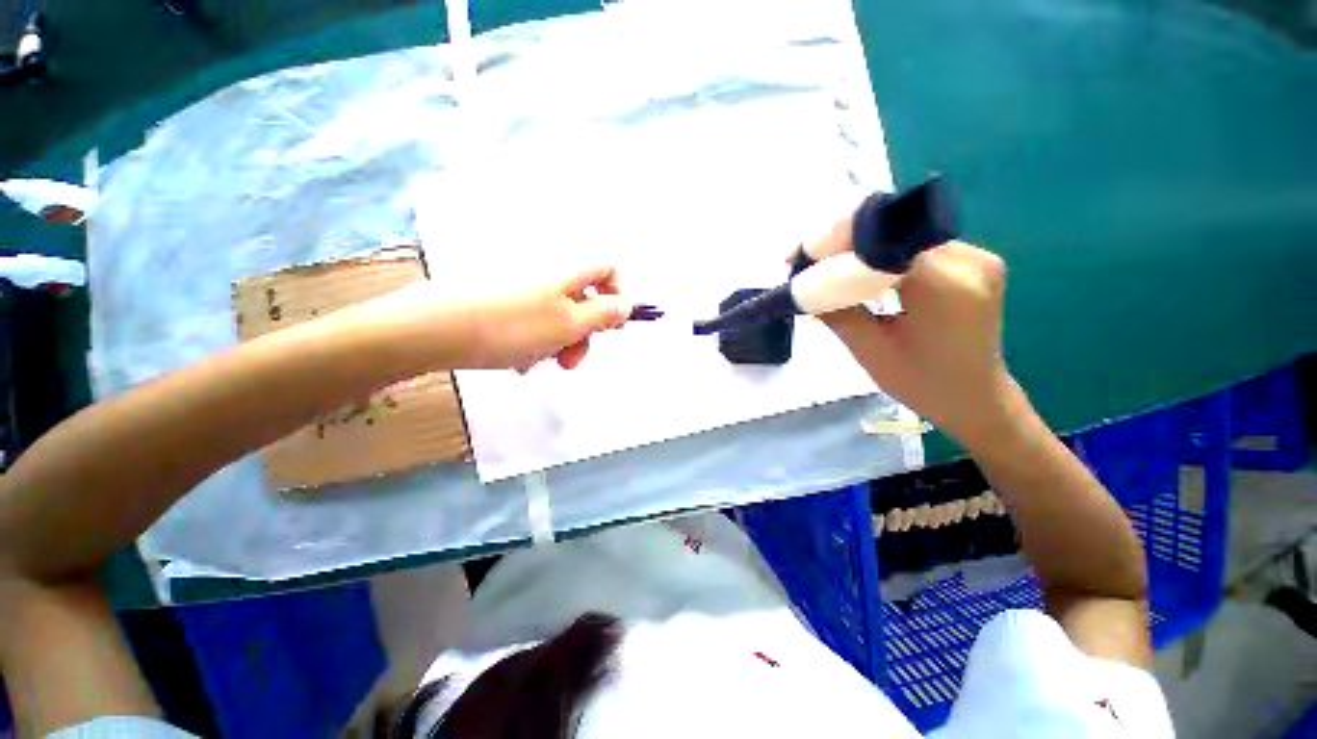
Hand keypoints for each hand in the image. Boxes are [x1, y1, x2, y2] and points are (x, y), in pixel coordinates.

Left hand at [372, 267, 632, 371]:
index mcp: (566, 271)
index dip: (618, 295)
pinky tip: (517, 360)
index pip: (608, 269)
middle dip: (583, 333)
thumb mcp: (569, 324)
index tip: (612, 328)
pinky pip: (530, 321)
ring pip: (556, 315)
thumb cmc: (512, 327)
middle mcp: (546, 273)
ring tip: (536, 363)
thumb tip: (625, 305)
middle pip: (582, 299)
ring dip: (557, 343)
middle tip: (570, 361)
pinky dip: (532, 342)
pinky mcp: (498, 301)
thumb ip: (603, 315)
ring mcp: (519, 286)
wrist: (432, 329)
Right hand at [817, 236, 1020, 448]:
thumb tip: (801, 284)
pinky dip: (881, 256)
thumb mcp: (869, 351)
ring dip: (860, 249)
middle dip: (842, 243)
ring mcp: (976, 257)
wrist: (975, 398)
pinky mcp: (973, 261)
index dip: (834, 241)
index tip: (799, 258)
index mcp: (944, 287)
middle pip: (891, 231)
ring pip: (901, 235)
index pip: (880, 241)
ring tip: (826, 270)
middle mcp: (969, 260)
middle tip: (806, 263)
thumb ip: (837, 311)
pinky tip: (860, 274)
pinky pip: (915, 246)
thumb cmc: (921, 384)